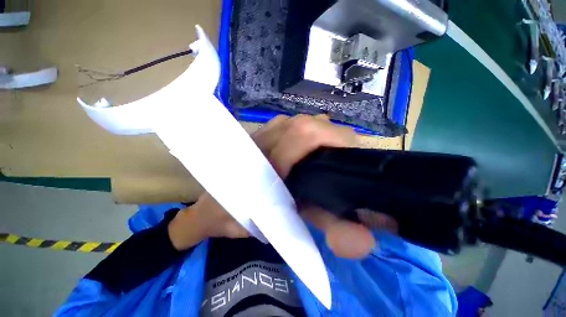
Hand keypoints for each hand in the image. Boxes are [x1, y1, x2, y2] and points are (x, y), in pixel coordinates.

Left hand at [169, 115, 397, 257]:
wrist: (207, 207)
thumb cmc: (236, 219)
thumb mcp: (278, 227)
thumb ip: (317, 229)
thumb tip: (363, 241)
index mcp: (265, 162)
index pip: (304, 135)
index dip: (335, 139)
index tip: (353, 155)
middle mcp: (264, 140)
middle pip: (308, 123)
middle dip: (334, 136)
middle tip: (344, 157)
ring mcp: (260, 133)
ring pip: (302, 121)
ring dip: (321, 134)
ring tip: (329, 154)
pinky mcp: (260, 133)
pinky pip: (292, 124)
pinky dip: (307, 133)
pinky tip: (309, 149)